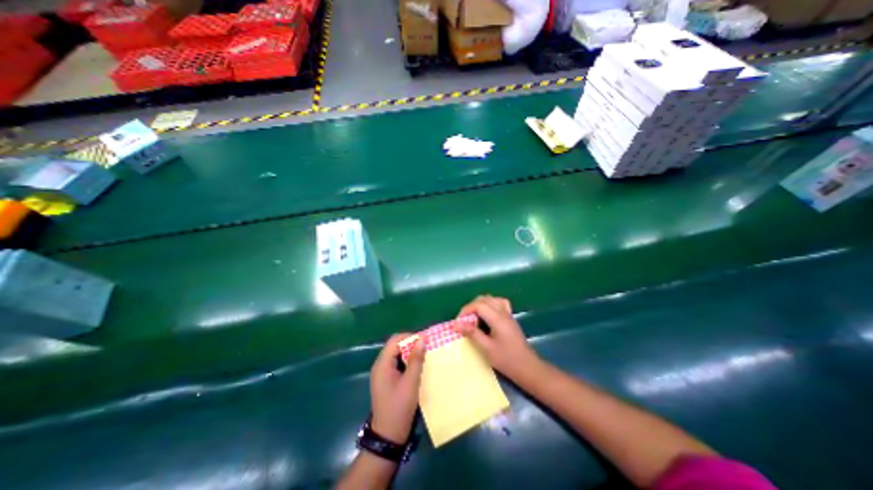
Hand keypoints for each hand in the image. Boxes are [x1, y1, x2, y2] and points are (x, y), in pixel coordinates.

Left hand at [367, 334, 426, 443]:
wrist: (388, 436)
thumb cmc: (399, 407)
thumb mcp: (411, 382)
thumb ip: (416, 359)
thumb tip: (423, 338)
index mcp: (382, 363)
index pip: (395, 340)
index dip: (410, 337)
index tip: (425, 340)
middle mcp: (380, 365)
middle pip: (395, 346)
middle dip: (411, 344)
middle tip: (427, 348)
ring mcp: (382, 373)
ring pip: (397, 354)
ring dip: (410, 353)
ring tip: (424, 356)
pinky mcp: (386, 380)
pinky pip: (397, 364)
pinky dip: (407, 362)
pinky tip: (418, 367)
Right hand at [457, 295, 538, 377]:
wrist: (528, 367)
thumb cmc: (507, 360)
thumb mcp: (487, 348)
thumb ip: (472, 333)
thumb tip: (457, 324)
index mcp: (497, 318)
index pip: (478, 305)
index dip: (466, 310)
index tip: (458, 322)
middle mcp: (503, 312)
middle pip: (484, 299)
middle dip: (471, 307)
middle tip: (463, 320)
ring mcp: (508, 314)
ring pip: (491, 299)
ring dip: (479, 304)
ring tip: (472, 317)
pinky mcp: (509, 318)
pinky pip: (498, 303)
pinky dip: (489, 305)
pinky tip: (486, 314)